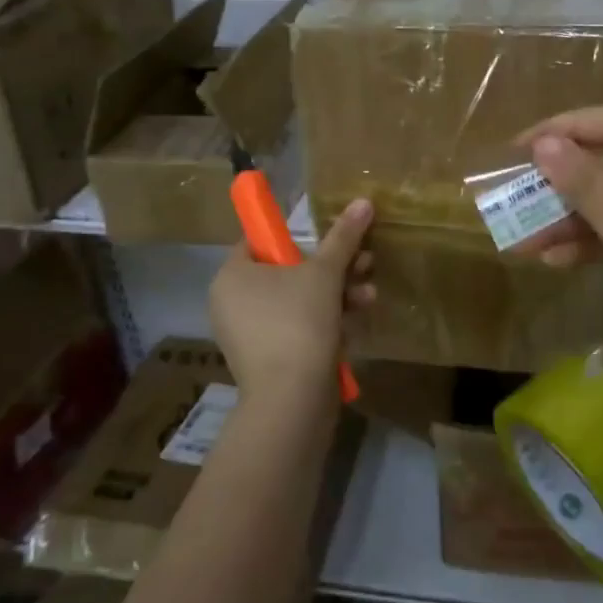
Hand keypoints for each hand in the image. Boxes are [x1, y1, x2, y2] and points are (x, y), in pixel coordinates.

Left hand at [210, 198, 374, 396]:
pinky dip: (325, 324)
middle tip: (366, 264)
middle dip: (333, 269)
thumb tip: (363, 201)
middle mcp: (233, 303)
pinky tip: (354, 325)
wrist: (291, 401)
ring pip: (298, 302)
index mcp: (232, 276)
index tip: (332, 240)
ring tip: (369, 296)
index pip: (261, 241)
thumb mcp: (325, 274)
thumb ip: (343, 237)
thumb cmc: (298, 324)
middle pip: (288, 272)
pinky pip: (297, 330)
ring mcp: (249, 335)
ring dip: (338, 295)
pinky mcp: (268, 361)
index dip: (298, 236)